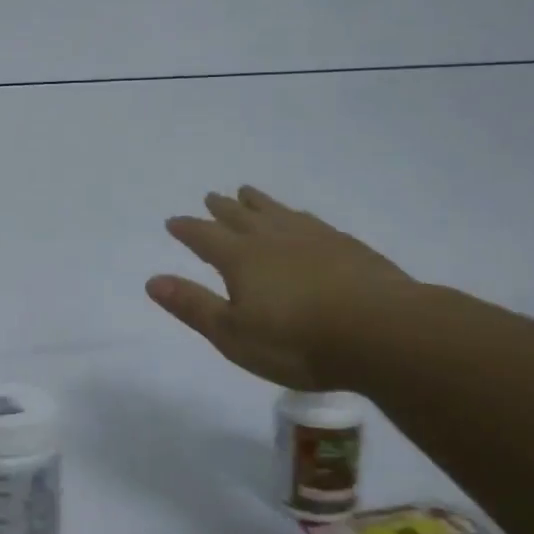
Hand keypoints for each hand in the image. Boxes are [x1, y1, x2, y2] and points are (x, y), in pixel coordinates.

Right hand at [146, 186, 414, 390]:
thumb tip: (152, 280)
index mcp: (240, 258)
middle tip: (210, 196)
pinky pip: (310, 220)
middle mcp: (273, 238)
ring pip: (276, 212)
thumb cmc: (297, 341)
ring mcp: (313, 237)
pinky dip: (295, 215)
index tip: (173, 221)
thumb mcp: (233, 334)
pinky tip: (301, 218)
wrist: (381, 331)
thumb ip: (193, 306)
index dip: (187, 229)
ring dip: (258, 202)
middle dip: (221, 208)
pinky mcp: (346, 246)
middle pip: (240, 216)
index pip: (205, 236)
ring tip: (247, 192)